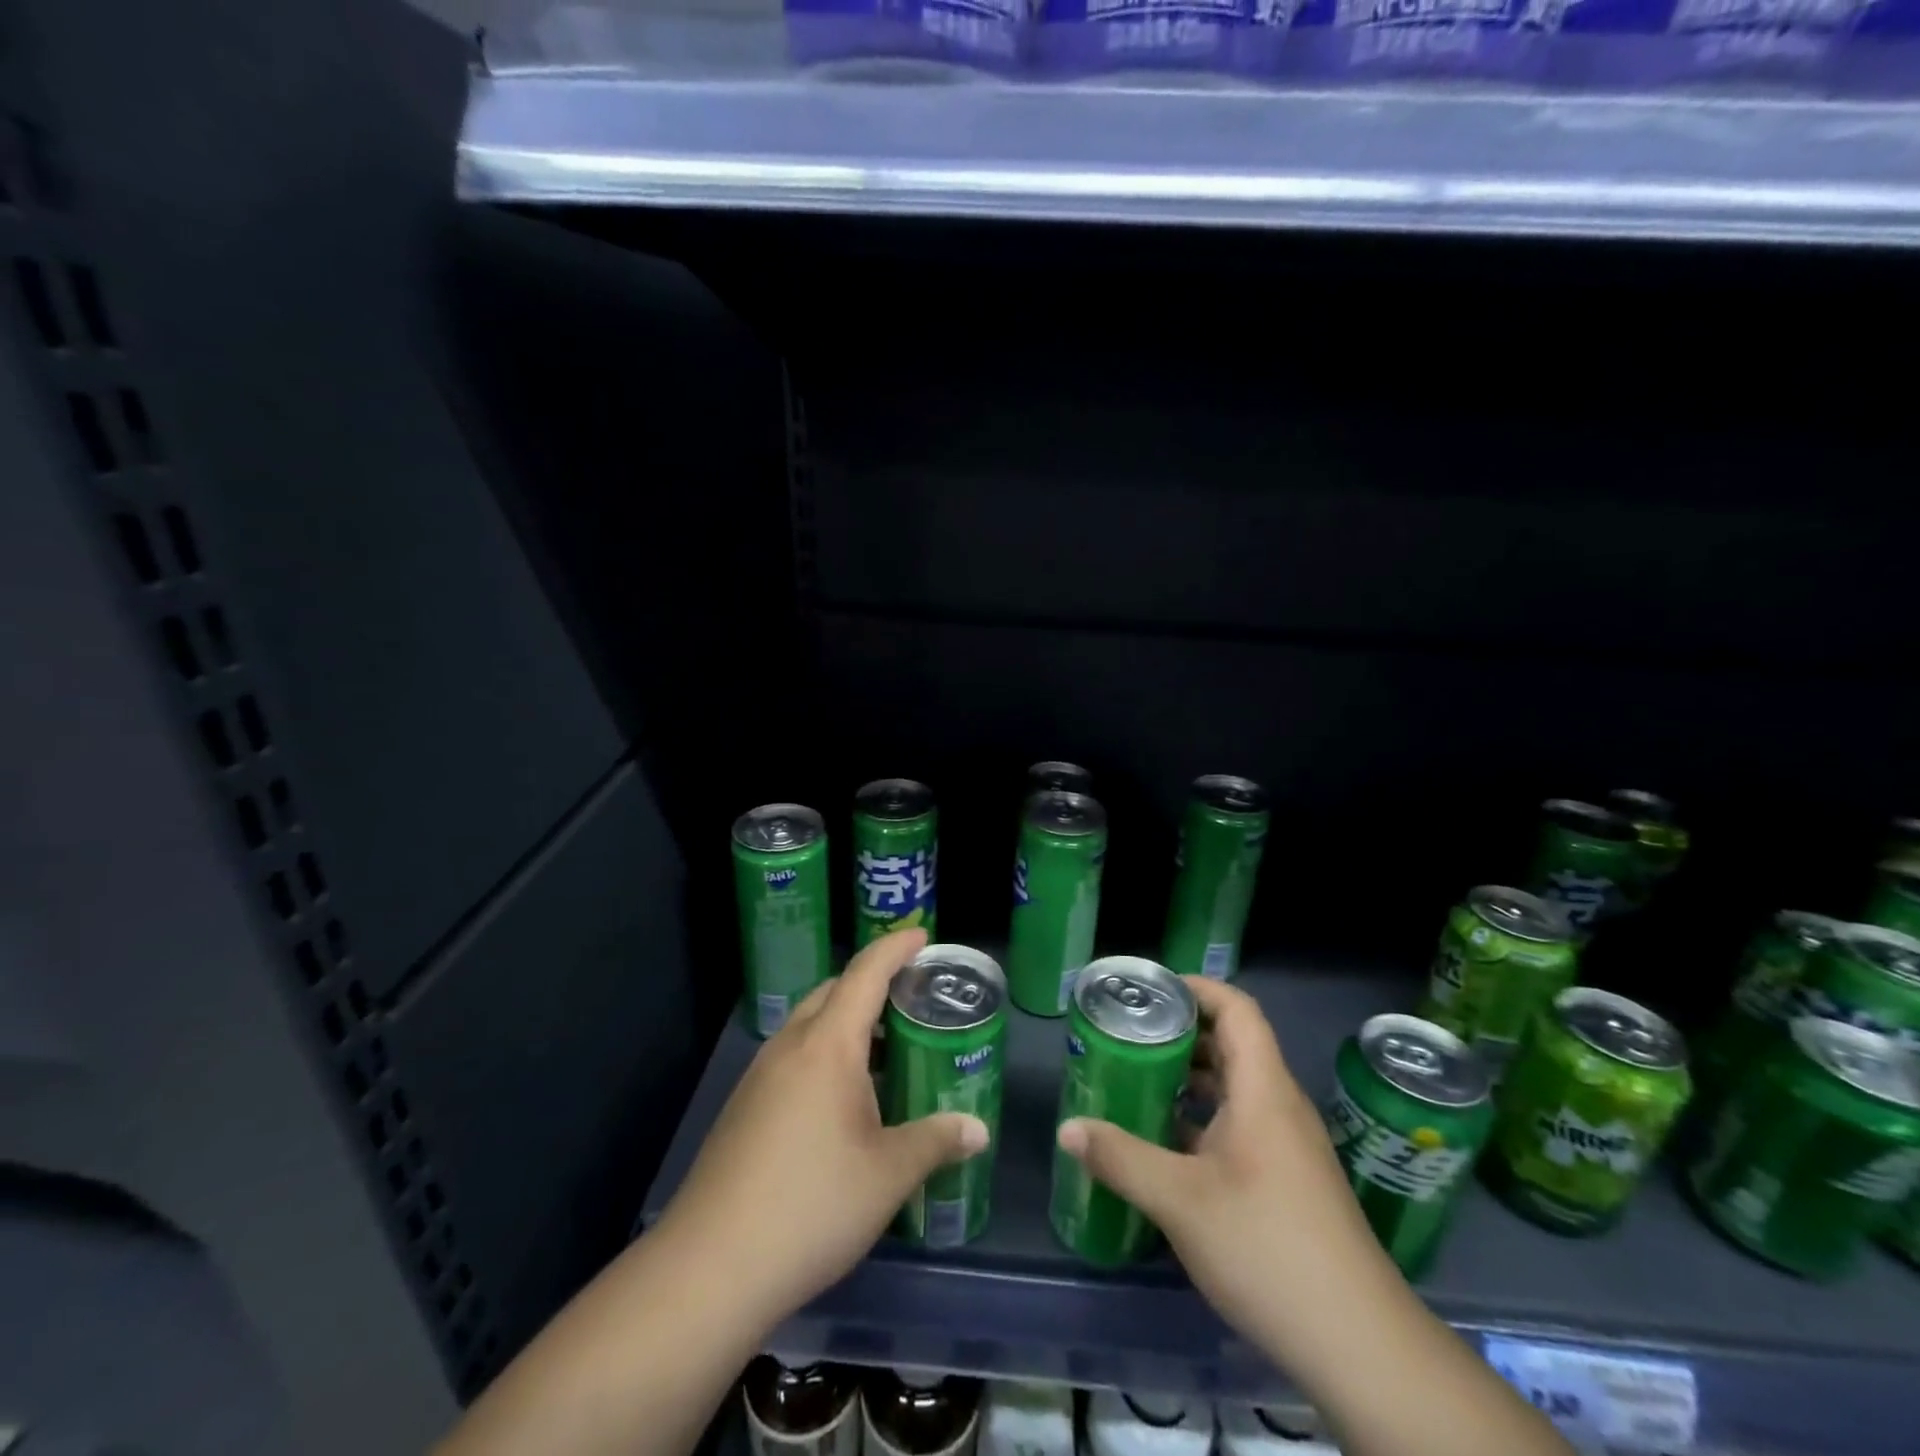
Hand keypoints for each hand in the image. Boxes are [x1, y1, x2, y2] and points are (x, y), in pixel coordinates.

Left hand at [655, 928, 989, 1332]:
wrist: (709, 1267)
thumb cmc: (811, 1205)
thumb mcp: (888, 1175)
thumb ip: (936, 1142)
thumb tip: (978, 1130)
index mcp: (827, 1045)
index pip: (865, 973)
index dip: (895, 948)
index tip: (922, 936)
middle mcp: (790, 1046)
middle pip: (833, 992)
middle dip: (872, 983)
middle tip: (911, 999)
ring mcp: (760, 1076)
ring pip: (809, 1025)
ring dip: (846, 1022)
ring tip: (884, 1050)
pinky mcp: (743, 1107)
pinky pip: (793, 1057)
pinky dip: (824, 1054)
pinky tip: (843, 1101)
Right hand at [1055, 976, 1386, 1362]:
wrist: (1359, 1344)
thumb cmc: (1268, 1247)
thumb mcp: (1181, 1200)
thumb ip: (1120, 1158)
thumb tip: (1068, 1129)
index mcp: (1263, 1089)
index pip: (1237, 1009)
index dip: (1196, 987)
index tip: (1149, 990)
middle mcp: (1279, 1105)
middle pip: (1232, 1044)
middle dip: (1180, 1032)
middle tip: (1127, 1034)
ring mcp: (1286, 1144)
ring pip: (1234, 1087)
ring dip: (1188, 1077)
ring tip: (1136, 1079)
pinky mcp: (1286, 1179)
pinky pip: (1239, 1124)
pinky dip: (1201, 1117)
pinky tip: (1165, 1142)